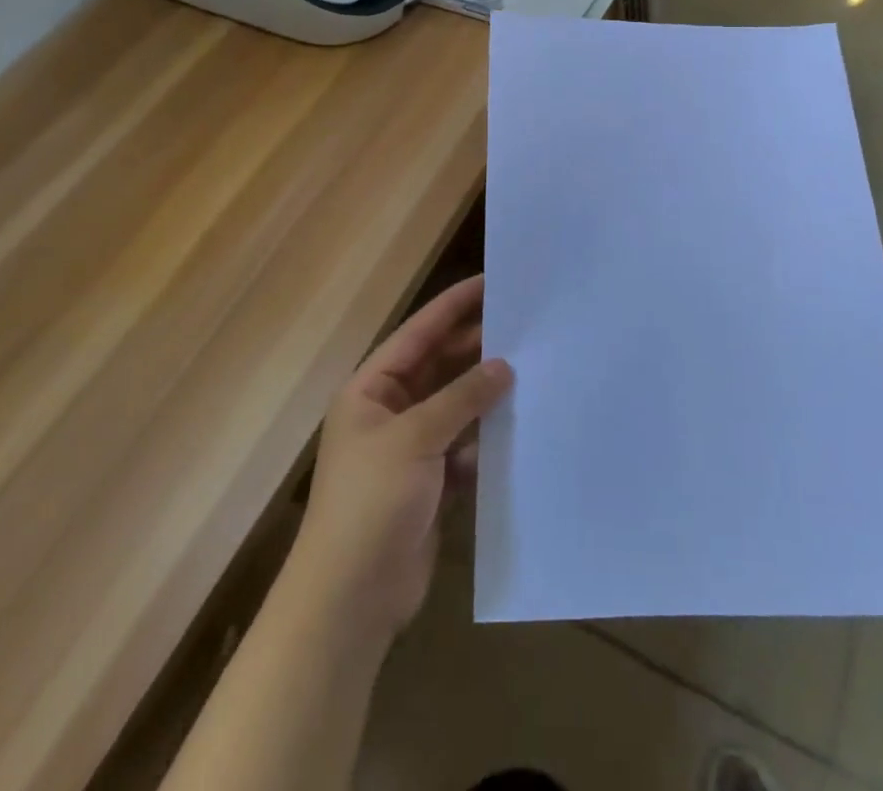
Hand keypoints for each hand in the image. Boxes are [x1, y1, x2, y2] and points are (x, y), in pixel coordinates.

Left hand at [293, 276, 512, 640]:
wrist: (350, 600)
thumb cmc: (371, 503)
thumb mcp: (415, 438)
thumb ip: (461, 397)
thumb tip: (504, 365)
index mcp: (371, 390)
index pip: (418, 333)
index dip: (453, 306)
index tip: (491, 281)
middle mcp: (390, 412)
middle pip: (440, 366)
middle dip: (477, 347)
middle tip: (524, 324)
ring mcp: (411, 449)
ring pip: (456, 406)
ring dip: (487, 394)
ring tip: (532, 368)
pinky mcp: (430, 483)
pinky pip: (465, 447)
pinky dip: (488, 439)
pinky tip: (520, 428)